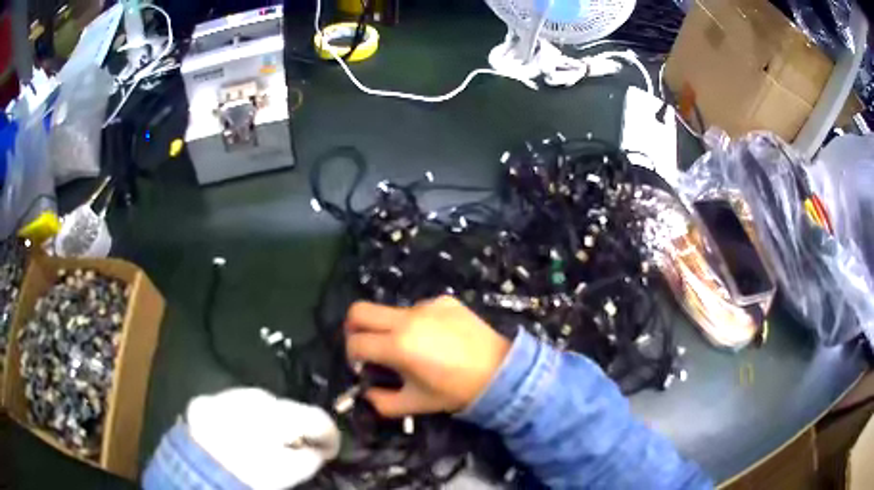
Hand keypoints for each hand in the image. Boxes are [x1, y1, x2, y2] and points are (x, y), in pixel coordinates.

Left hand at [186, 388, 340, 489]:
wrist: (196, 466)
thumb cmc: (249, 474)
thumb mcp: (288, 473)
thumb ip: (310, 458)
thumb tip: (317, 450)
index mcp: (280, 415)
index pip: (317, 418)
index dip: (329, 436)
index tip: (330, 451)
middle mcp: (255, 396)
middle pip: (287, 408)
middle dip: (294, 427)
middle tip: (295, 449)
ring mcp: (229, 395)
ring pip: (259, 404)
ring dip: (268, 421)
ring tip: (264, 442)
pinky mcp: (208, 399)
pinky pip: (234, 405)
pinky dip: (243, 418)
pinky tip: (239, 435)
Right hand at [344, 295, 510, 416]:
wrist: (501, 372)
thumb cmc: (456, 391)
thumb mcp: (415, 404)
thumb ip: (382, 401)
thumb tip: (367, 391)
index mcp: (398, 346)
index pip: (356, 343)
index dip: (352, 357)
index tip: (362, 367)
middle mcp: (407, 319)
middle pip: (359, 310)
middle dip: (354, 328)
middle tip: (366, 345)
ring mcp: (427, 305)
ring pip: (390, 311)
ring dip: (389, 328)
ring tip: (412, 348)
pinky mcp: (444, 300)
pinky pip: (418, 309)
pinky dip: (416, 323)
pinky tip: (436, 339)